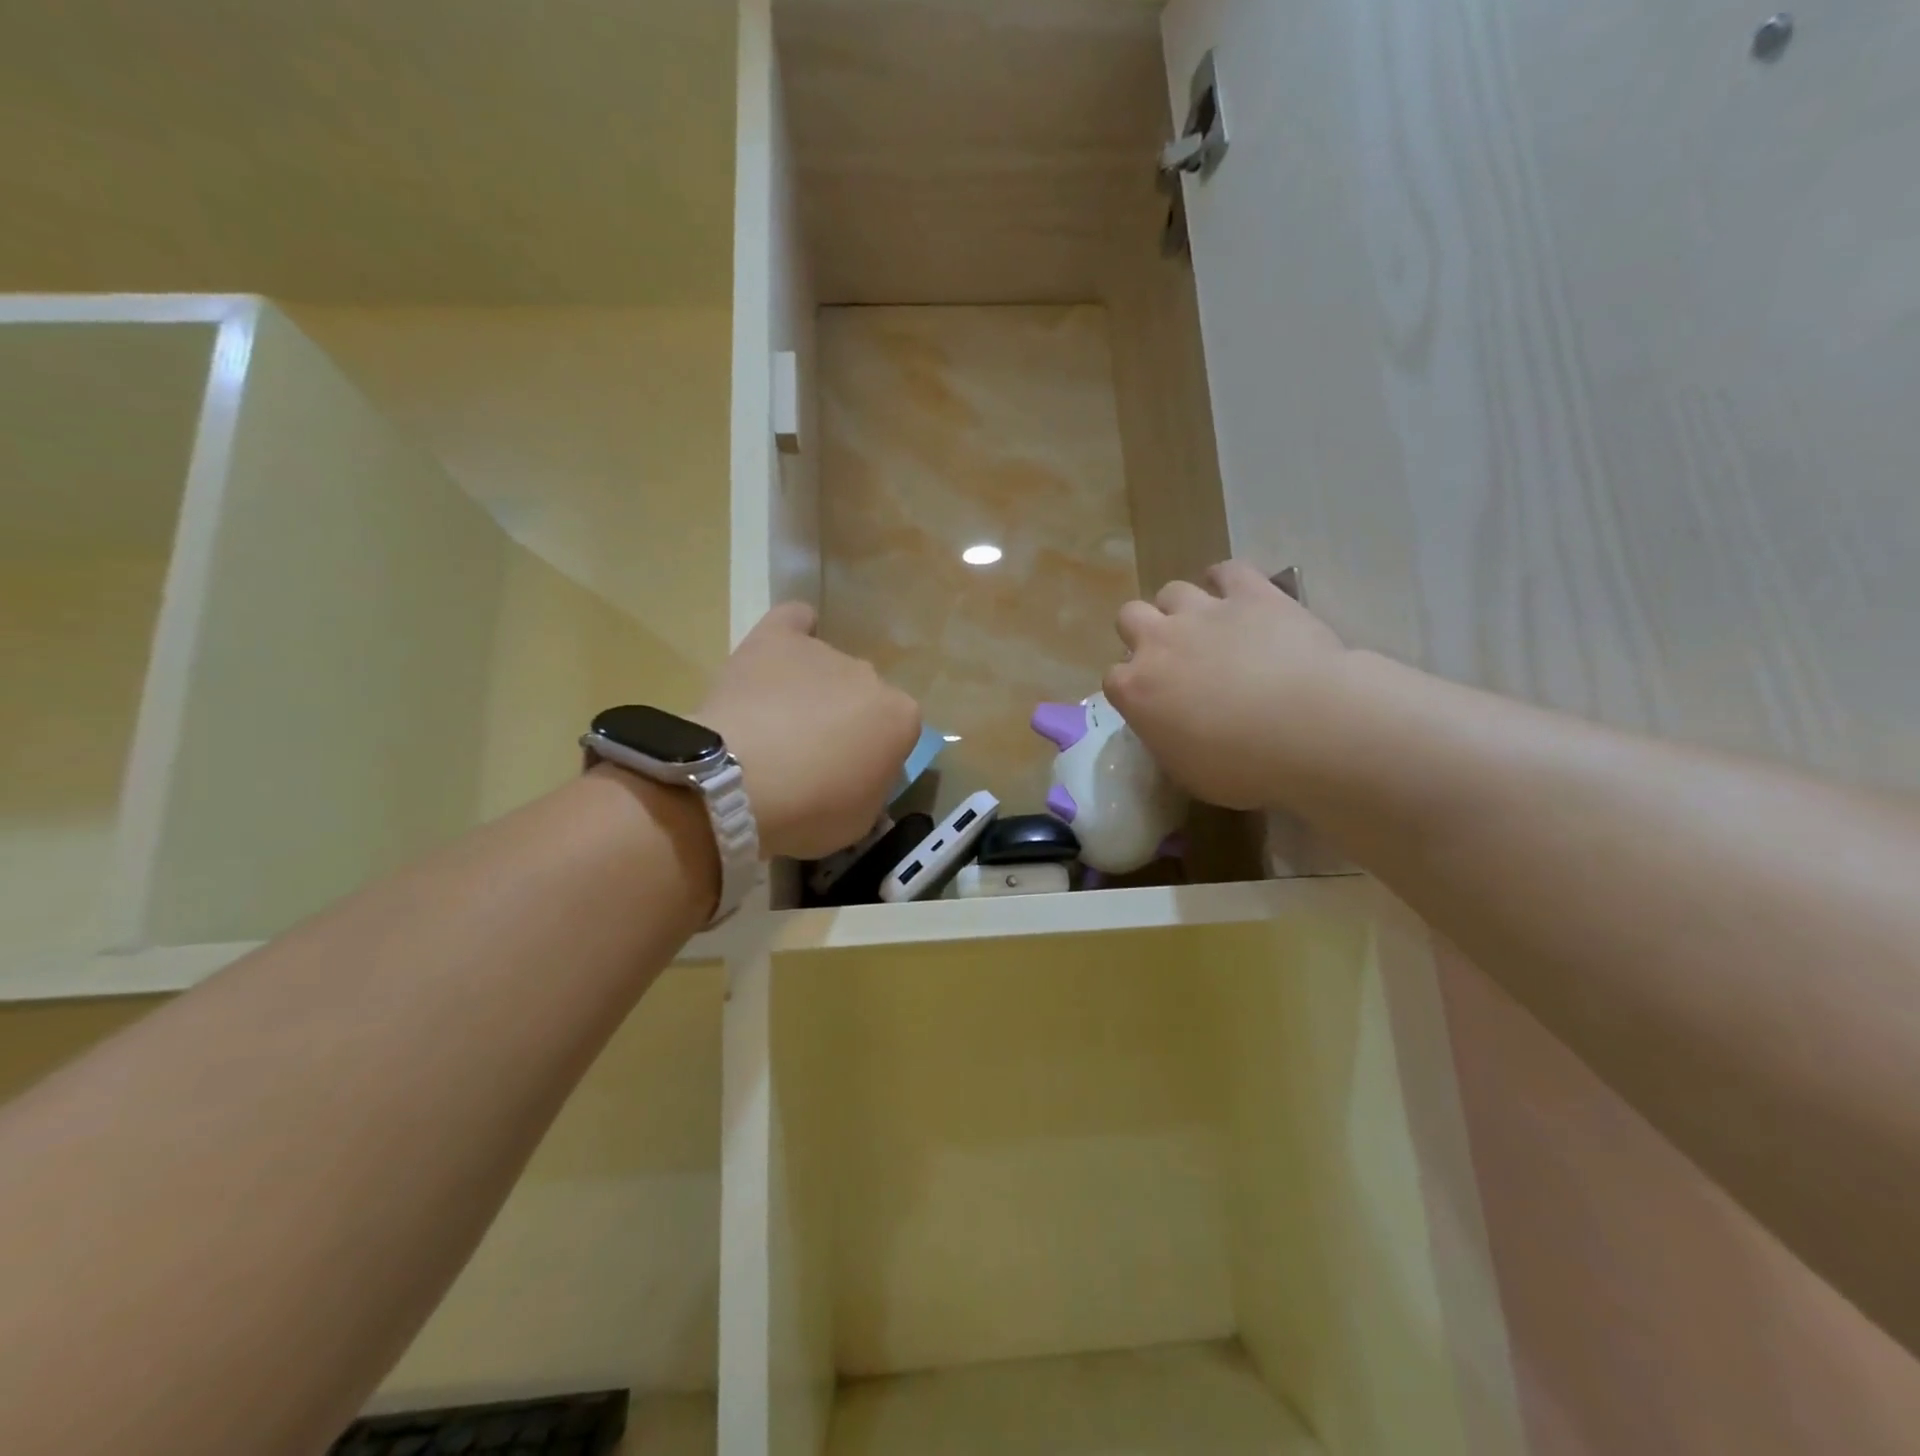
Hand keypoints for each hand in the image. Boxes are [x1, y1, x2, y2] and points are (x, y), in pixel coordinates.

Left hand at [695, 603, 921, 859]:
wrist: (739, 782)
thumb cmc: (809, 811)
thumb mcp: (861, 819)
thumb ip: (871, 786)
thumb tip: (860, 773)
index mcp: (901, 718)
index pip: (897, 733)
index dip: (872, 757)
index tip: (848, 778)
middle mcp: (871, 676)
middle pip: (863, 697)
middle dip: (844, 721)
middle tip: (810, 755)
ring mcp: (824, 653)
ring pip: (827, 668)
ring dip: (813, 690)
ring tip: (777, 720)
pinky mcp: (776, 639)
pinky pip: (794, 620)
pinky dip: (795, 630)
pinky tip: (782, 649)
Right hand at [1104, 561, 1347, 810]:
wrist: (1308, 728)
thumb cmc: (1242, 767)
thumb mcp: (1187, 771)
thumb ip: (1166, 739)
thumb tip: (1170, 729)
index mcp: (1135, 690)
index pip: (1114, 678)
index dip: (1133, 687)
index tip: (1153, 701)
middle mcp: (1158, 641)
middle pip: (1129, 617)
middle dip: (1144, 632)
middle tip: (1173, 656)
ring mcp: (1203, 612)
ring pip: (1172, 591)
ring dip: (1183, 607)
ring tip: (1208, 627)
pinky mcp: (1249, 593)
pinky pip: (1227, 571)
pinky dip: (1228, 581)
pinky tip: (1238, 595)